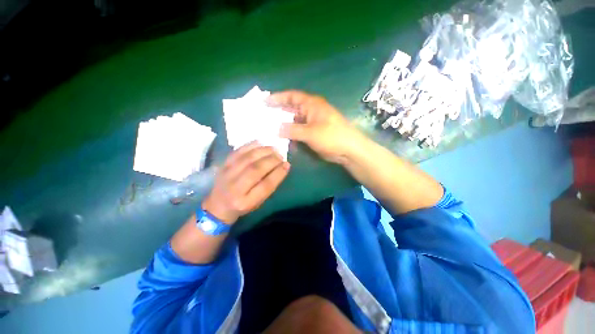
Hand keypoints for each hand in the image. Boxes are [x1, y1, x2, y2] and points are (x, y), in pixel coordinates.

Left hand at [202, 142, 289, 224]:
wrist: (218, 205)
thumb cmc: (243, 205)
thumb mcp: (258, 202)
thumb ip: (269, 186)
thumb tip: (282, 166)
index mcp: (246, 202)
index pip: (265, 185)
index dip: (278, 173)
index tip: (287, 165)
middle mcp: (235, 188)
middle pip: (255, 169)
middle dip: (272, 160)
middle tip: (281, 156)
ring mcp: (226, 174)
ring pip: (247, 158)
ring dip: (263, 151)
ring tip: (274, 149)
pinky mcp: (223, 165)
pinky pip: (238, 151)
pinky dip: (251, 145)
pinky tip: (261, 143)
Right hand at [267, 90, 366, 164]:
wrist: (349, 149)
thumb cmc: (331, 136)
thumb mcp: (310, 132)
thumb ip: (291, 130)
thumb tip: (275, 129)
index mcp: (311, 104)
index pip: (291, 96)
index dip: (278, 98)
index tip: (265, 102)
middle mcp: (311, 111)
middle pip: (292, 108)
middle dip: (279, 112)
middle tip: (264, 116)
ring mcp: (313, 122)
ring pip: (295, 121)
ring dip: (284, 124)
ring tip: (270, 128)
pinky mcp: (314, 132)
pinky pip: (299, 130)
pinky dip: (292, 134)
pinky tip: (284, 139)